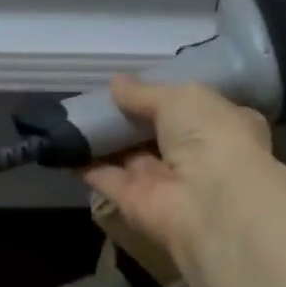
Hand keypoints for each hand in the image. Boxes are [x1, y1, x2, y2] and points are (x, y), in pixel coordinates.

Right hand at [81, 77, 271, 259]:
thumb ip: (146, 92)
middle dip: (130, 118)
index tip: (135, 85)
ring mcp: (165, 182)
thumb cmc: (210, 136)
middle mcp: (197, 156)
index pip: (192, 109)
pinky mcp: (135, 203)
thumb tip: (117, 83)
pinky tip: (62, 145)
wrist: (209, 202)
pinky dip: (85, 163)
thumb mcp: (182, 98)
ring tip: (73, 115)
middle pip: (156, 133)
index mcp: (223, 125)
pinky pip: (107, 178)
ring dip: (105, 139)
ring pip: (130, 156)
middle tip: (97, 98)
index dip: (164, 96)